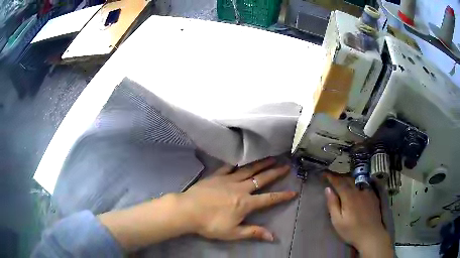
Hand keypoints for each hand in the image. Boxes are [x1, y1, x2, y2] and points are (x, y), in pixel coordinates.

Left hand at [178, 158, 296, 240]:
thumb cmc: (210, 224)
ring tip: (271, 158)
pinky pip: (229, 167)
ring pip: (248, 170)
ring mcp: (228, 180)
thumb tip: (272, 236)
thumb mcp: (233, 233)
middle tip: (286, 166)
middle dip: (275, 173)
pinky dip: (238, 163)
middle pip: (261, 179)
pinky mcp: (216, 176)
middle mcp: (240, 188)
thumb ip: (253, 232)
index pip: (269, 199)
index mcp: (245, 203)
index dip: (282, 196)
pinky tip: (242, 160)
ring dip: (261, 164)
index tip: (293, 191)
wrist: (188, 211)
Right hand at [325, 174, 392, 257]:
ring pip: (356, 182)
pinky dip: (357, 184)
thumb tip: (327, 189)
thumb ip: (333, 205)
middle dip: (340, 176)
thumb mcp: (337, 221)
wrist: (371, 235)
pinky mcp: (373, 196)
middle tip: (333, 177)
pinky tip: (356, 188)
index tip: (325, 173)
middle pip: (348, 179)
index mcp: (349, 197)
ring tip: (343, 181)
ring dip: (348, 180)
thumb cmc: (351, 231)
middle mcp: (359, 191)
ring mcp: (367, 192)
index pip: (339, 182)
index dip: (331, 177)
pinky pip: (364, 186)